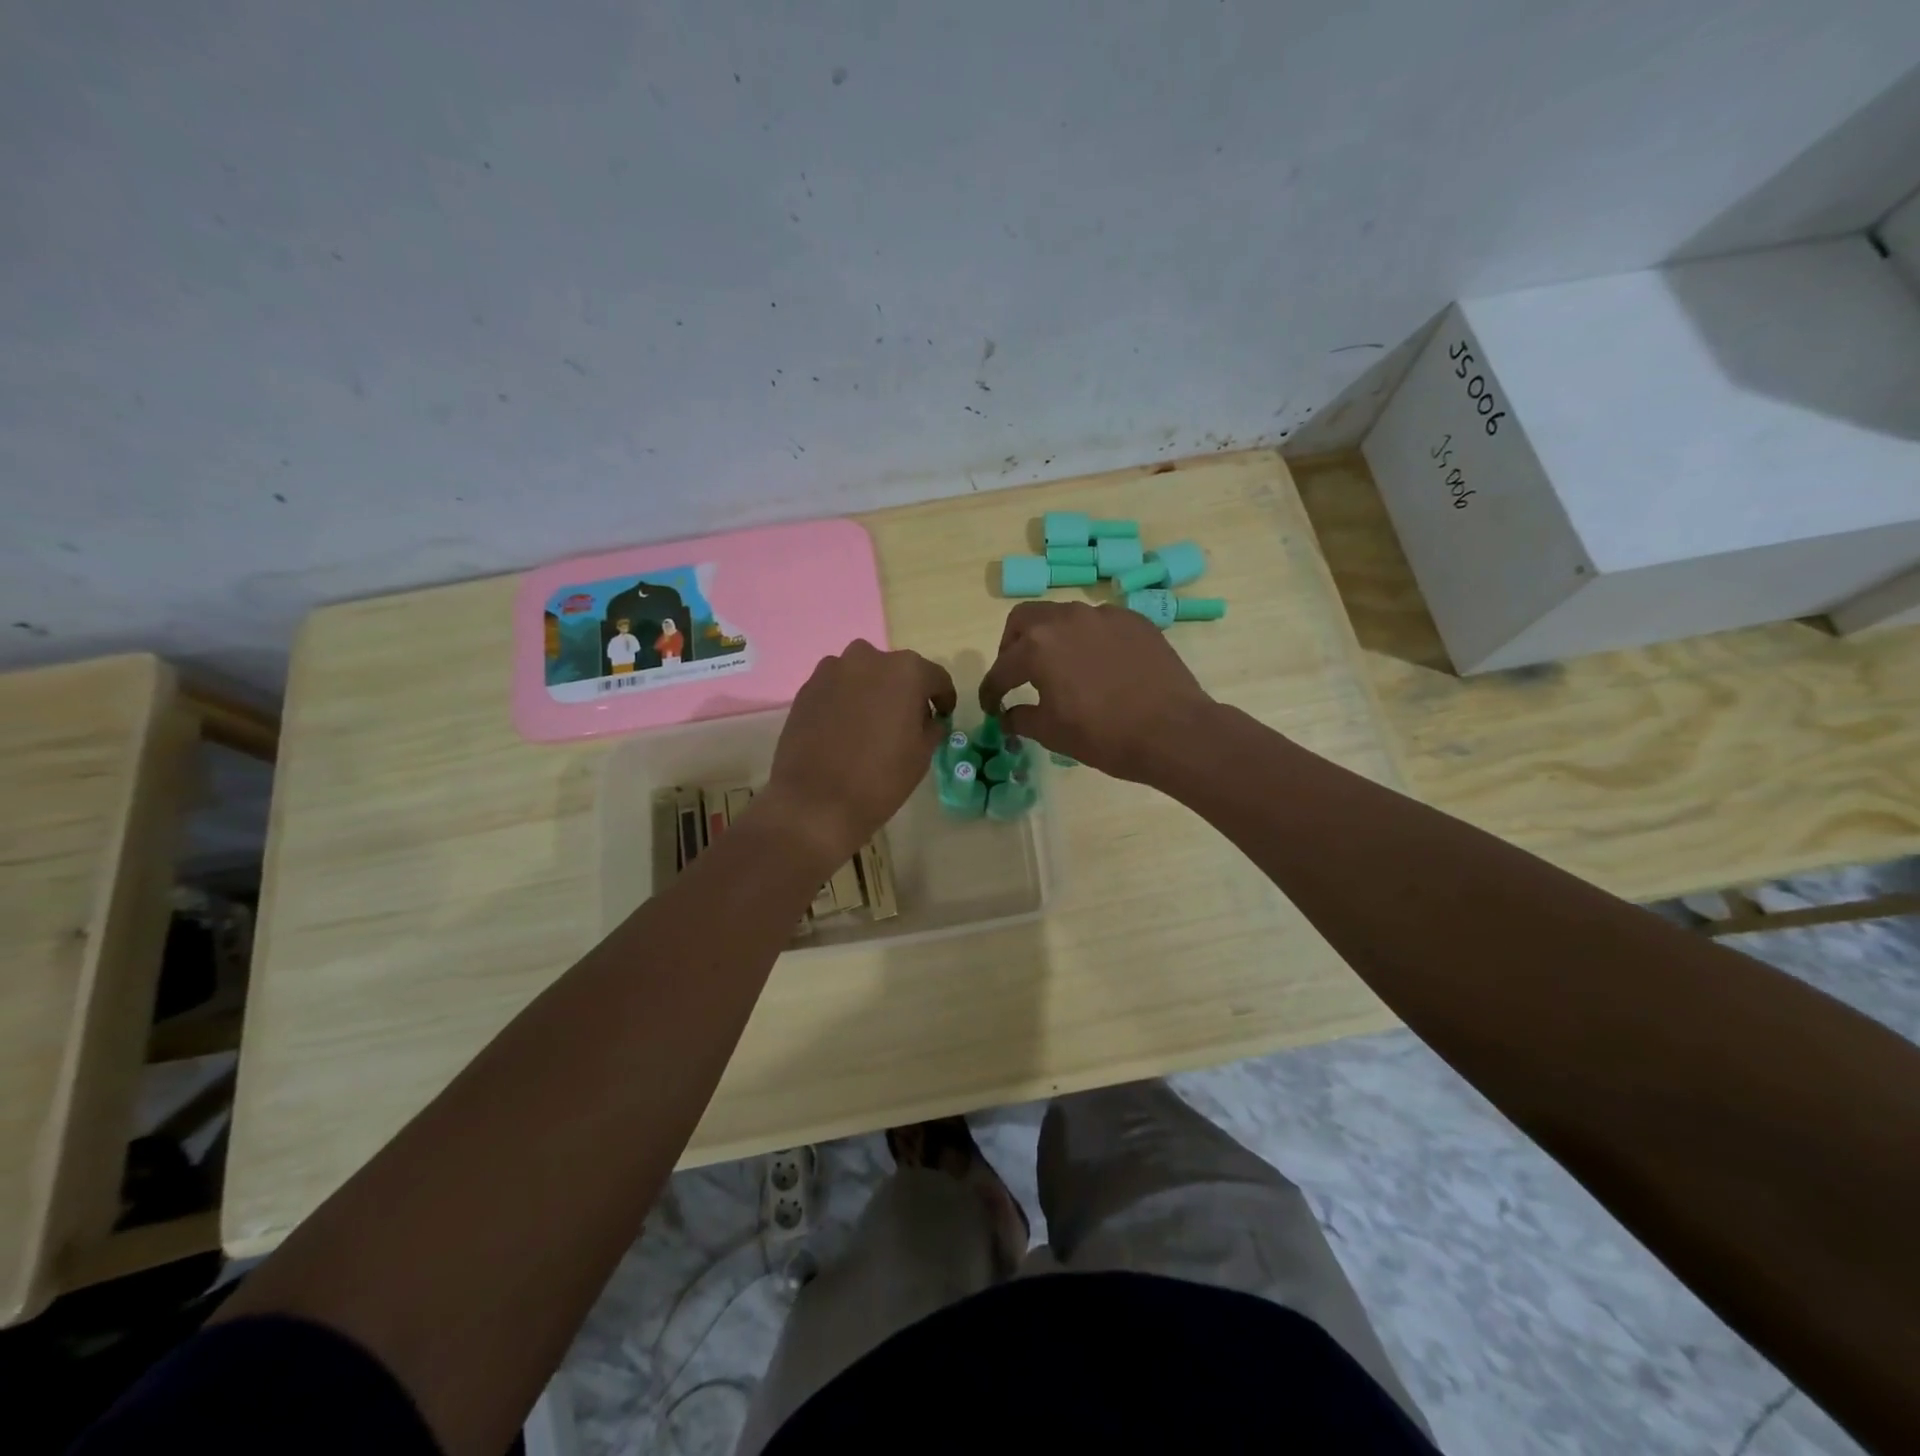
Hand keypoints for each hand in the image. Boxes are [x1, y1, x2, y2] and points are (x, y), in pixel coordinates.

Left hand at [762, 640, 955, 863]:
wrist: (815, 802)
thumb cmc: (880, 779)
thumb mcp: (922, 755)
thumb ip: (931, 726)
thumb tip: (927, 719)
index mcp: (906, 671)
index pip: (935, 677)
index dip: (942, 698)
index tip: (942, 715)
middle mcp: (868, 658)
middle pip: (896, 671)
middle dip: (905, 692)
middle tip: (906, 721)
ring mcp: (832, 670)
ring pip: (863, 676)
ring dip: (872, 693)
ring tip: (871, 724)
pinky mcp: (806, 688)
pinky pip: (837, 688)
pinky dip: (846, 701)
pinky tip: (845, 730)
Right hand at [978, 601, 1215, 782]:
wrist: (1173, 731)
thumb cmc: (1104, 736)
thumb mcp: (1052, 733)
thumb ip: (1021, 718)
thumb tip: (1008, 715)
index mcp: (1037, 647)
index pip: (1001, 668)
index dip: (991, 691)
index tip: (991, 707)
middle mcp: (1066, 619)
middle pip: (1023, 620)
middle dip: (1011, 646)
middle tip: (1017, 674)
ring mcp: (1103, 615)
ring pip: (1062, 617)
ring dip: (1050, 639)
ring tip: (1059, 668)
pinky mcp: (1133, 620)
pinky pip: (1097, 623)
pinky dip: (1086, 640)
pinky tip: (1097, 666)